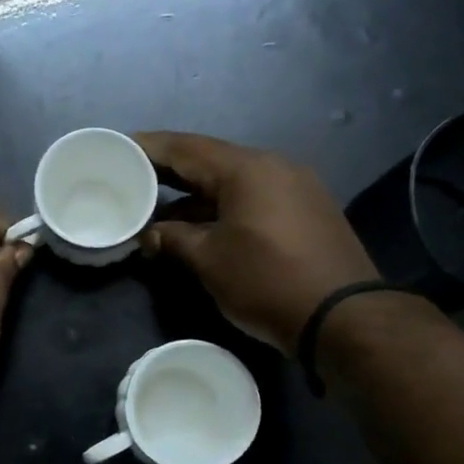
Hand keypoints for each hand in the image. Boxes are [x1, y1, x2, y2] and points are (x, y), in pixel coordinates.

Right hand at [135, 132, 378, 354]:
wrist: (343, 316)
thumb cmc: (268, 282)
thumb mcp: (210, 261)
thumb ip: (174, 239)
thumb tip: (150, 234)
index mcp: (246, 169)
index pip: (186, 148)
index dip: (149, 148)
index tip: (119, 149)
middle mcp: (273, 166)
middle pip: (210, 160)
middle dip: (170, 170)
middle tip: (133, 176)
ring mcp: (295, 186)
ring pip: (233, 181)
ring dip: (196, 194)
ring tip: (159, 208)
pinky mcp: (306, 210)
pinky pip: (253, 197)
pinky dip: (222, 206)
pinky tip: (200, 224)